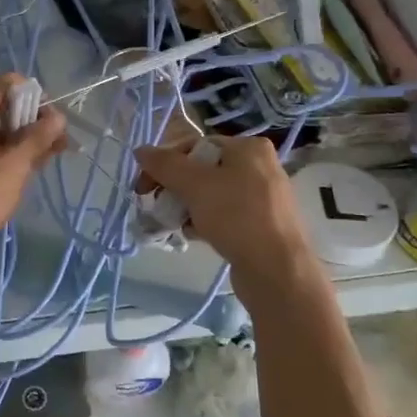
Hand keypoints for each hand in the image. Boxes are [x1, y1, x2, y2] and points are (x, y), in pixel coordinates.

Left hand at [0, 75, 66, 263]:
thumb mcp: (15, 168)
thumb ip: (38, 138)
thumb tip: (58, 117)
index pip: (10, 83)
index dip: (37, 100)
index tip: (53, 127)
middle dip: (27, 122)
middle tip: (51, 149)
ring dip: (11, 138)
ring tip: (33, 166)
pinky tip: (5, 174)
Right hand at [135, 136, 314, 286]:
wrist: (277, 270)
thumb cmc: (236, 216)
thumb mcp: (195, 185)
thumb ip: (165, 165)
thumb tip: (140, 150)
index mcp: (248, 147)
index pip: (194, 145)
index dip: (165, 164)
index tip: (144, 188)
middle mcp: (259, 166)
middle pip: (201, 170)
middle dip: (175, 188)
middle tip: (157, 206)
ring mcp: (262, 195)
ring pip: (211, 194)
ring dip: (187, 206)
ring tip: (175, 224)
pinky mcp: (261, 222)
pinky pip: (224, 213)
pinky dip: (205, 220)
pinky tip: (195, 235)